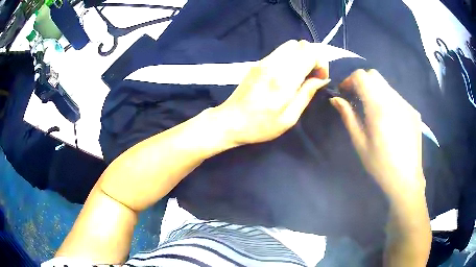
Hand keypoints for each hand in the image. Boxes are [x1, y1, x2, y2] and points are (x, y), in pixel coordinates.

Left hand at [213, 40, 329, 144]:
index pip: (310, 53)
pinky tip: (289, 73)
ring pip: (291, 45)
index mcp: (284, 79)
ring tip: (302, 74)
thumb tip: (321, 79)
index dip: (321, 63)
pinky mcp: (258, 63)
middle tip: (313, 75)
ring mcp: (264, 61)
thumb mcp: (289, 118)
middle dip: (313, 57)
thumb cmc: (260, 126)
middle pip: (301, 44)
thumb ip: (307, 94)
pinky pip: (280, 51)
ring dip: (302, 55)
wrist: (230, 121)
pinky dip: (291, 56)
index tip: (321, 78)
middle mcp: (274, 64)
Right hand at [330, 70, 424, 199]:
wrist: (406, 180)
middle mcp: (394, 100)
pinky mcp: (413, 111)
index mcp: (379, 107)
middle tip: (356, 98)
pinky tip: (388, 120)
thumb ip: (348, 116)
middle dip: (362, 81)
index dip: (350, 80)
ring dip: (375, 91)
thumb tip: (335, 99)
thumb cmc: (380, 165)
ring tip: (372, 111)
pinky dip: (388, 100)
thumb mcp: (360, 143)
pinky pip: (397, 97)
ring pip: (386, 86)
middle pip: (374, 75)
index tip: (345, 92)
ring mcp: (406, 104)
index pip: (362, 76)